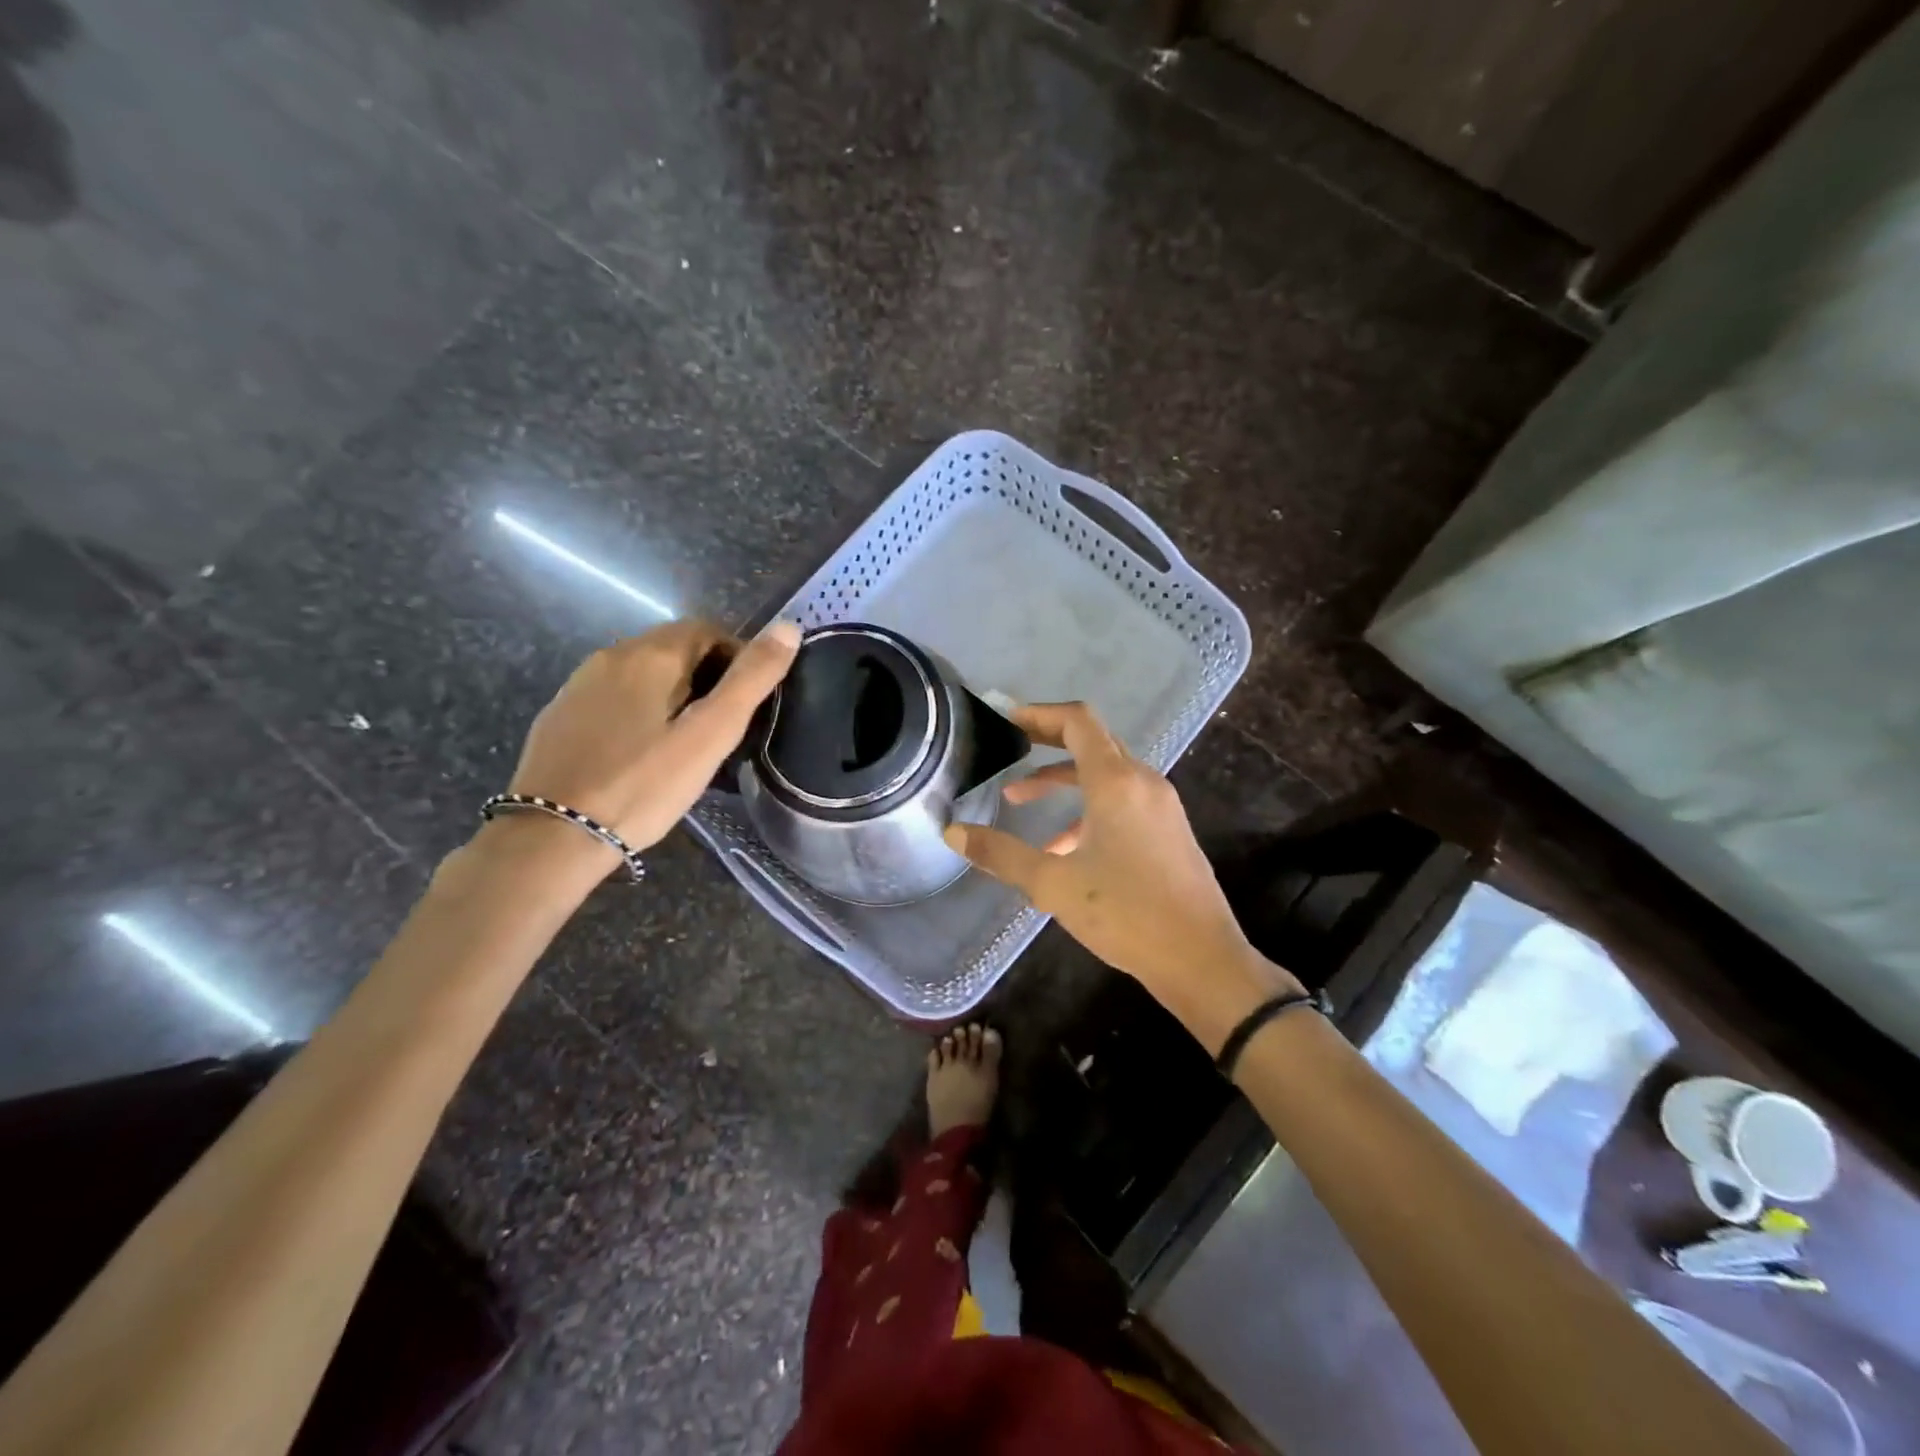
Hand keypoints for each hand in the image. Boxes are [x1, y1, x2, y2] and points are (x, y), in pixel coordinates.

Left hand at [506, 619, 799, 854]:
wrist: (553, 835)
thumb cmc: (644, 786)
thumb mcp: (710, 735)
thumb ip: (751, 680)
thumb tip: (789, 627)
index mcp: (651, 655)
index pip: (707, 629)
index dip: (737, 656)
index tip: (750, 700)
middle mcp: (611, 655)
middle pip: (673, 648)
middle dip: (707, 674)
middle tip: (723, 725)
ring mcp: (579, 684)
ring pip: (641, 672)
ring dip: (672, 691)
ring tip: (686, 740)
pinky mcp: (560, 714)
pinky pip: (613, 696)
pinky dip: (639, 708)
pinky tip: (641, 750)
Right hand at [943, 702, 1299, 1052]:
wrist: (1201, 959)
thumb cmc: (1126, 914)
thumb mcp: (1053, 884)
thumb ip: (1000, 854)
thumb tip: (952, 832)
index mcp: (1116, 782)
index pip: (1077, 721)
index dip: (1039, 713)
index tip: (1006, 717)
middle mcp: (1142, 782)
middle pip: (1092, 741)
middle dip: (1048, 741)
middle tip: (1009, 745)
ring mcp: (1161, 806)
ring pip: (1105, 774)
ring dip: (1063, 781)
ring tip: (1018, 800)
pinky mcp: (1169, 830)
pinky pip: (1122, 801)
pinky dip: (1087, 809)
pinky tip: (1061, 848)